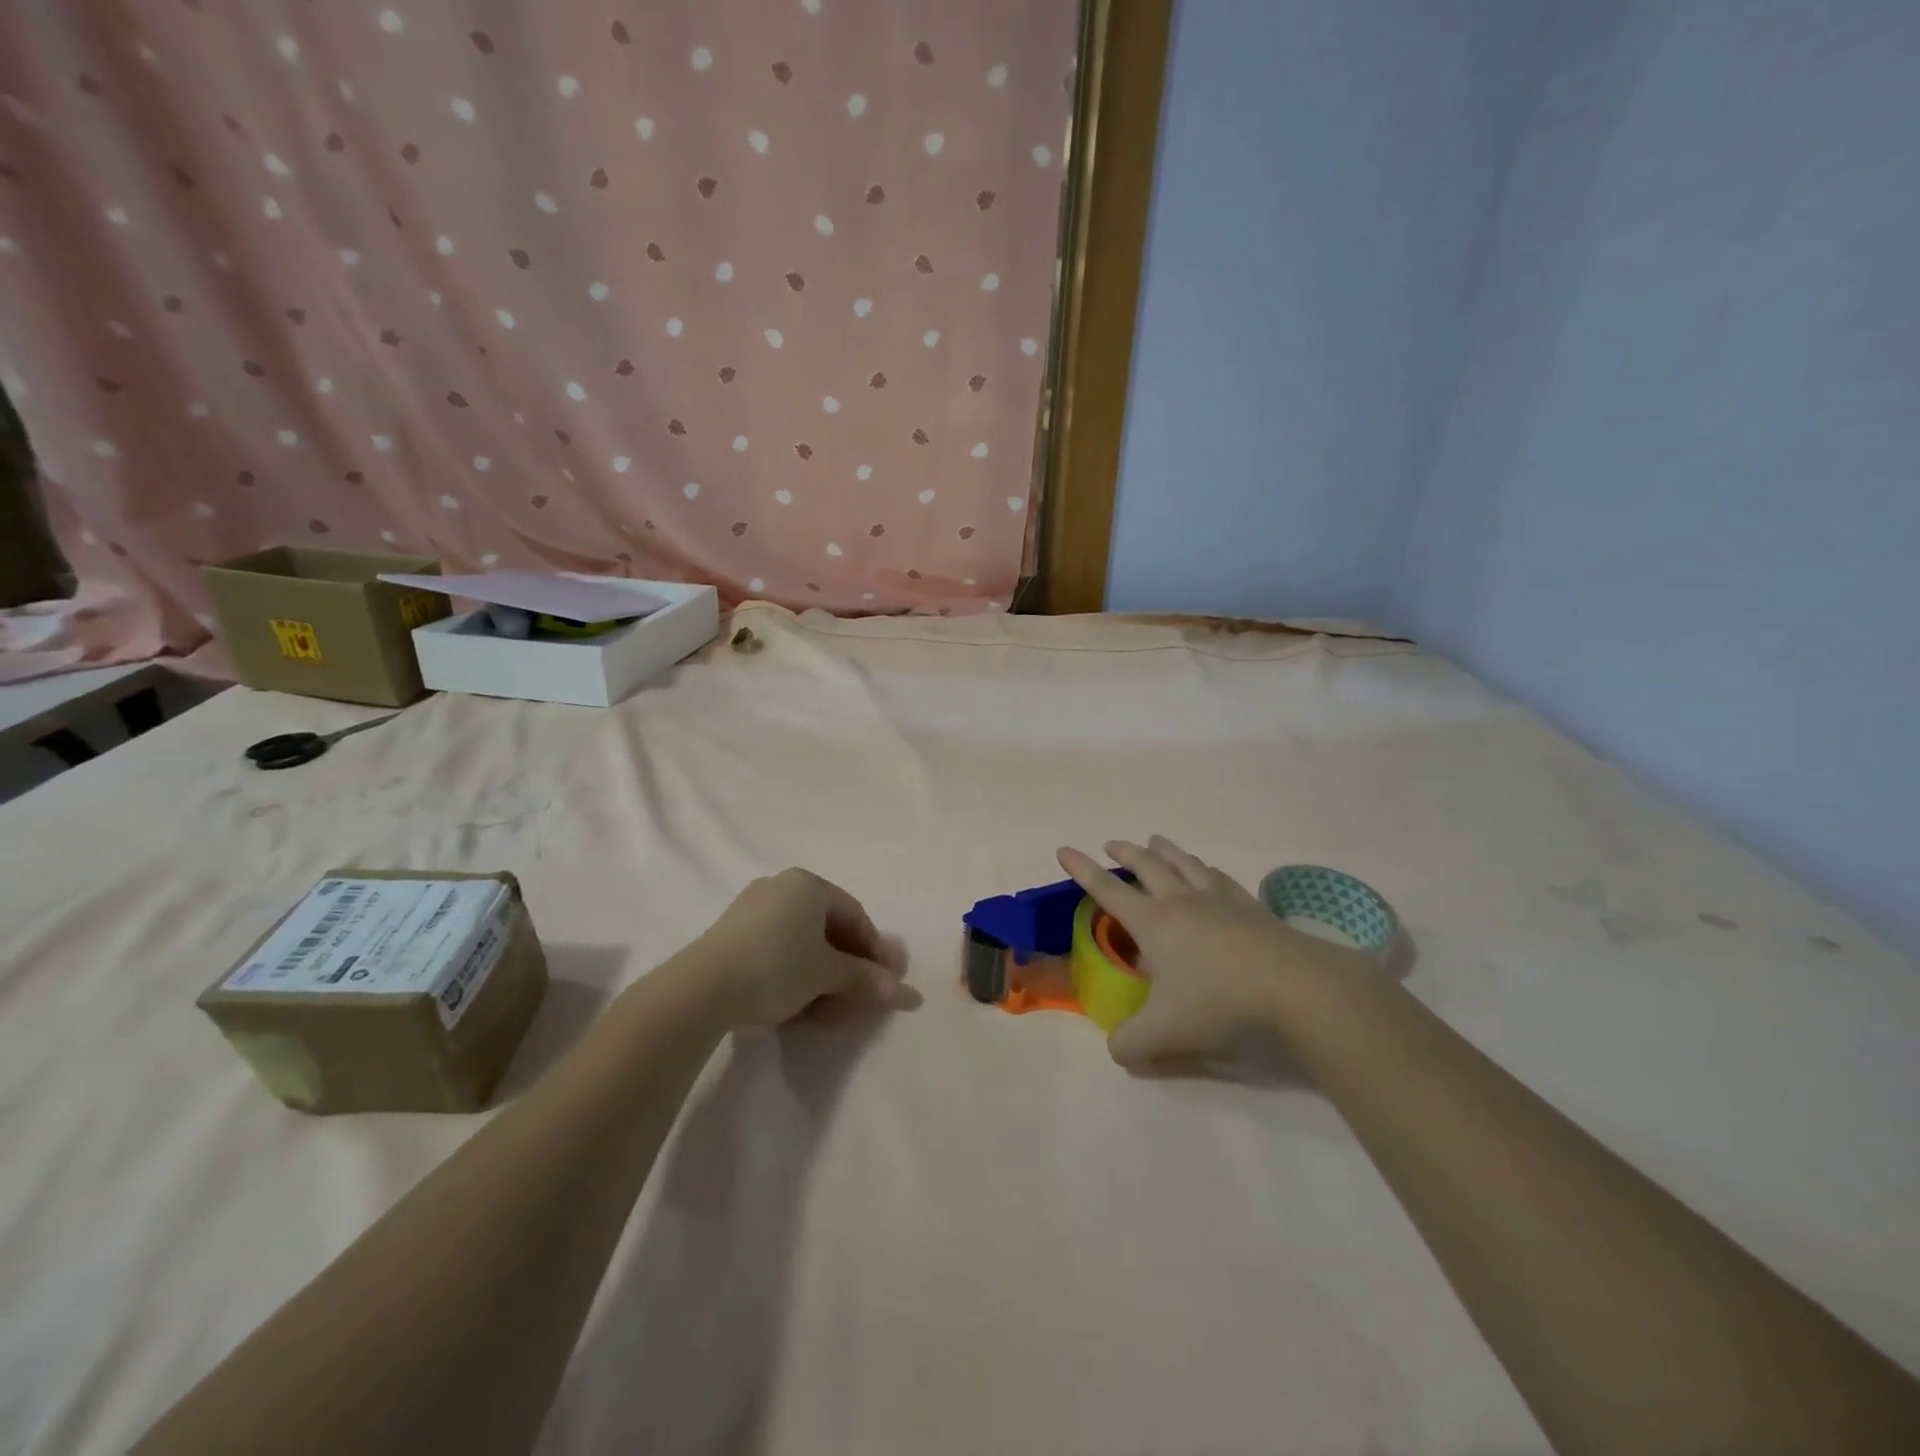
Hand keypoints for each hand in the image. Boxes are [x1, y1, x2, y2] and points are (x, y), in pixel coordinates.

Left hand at [692, 869, 905, 1027]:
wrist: (702, 989)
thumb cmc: (777, 967)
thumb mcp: (827, 974)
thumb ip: (865, 979)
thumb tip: (906, 994)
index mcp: (809, 884)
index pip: (856, 915)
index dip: (874, 951)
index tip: (886, 982)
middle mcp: (782, 887)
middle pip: (828, 929)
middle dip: (847, 969)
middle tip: (858, 999)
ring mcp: (752, 909)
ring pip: (801, 944)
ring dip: (821, 978)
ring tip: (827, 1012)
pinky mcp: (731, 935)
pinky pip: (776, 950)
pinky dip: (794, 975)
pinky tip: (797, 1005)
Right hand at [1058, 837, 1367, 1068]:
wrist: (1295, 987)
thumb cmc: (1219, 1002)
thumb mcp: (1165, 1033)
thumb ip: (1131, 1043)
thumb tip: (1116, 1049)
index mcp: (1154, 922)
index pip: (1107, 890)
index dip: (1082, 870)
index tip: (1065, 850)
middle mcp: (1182, 902)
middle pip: (1147, 866)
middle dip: (1125, 853)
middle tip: (1112, 844)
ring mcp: (1220, 900)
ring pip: (1185, 864)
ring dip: (1166, 851)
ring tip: (1157, 842)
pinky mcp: (1252, 908)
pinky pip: (1221, 878)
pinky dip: (1206, 869)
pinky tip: (1209, 872)